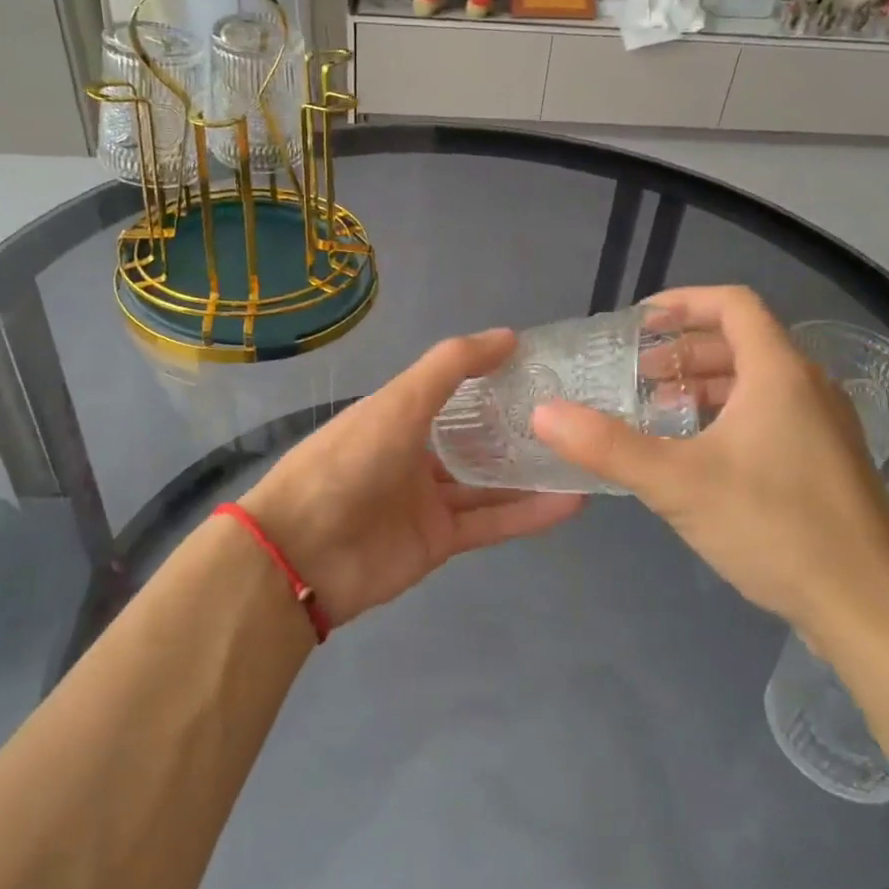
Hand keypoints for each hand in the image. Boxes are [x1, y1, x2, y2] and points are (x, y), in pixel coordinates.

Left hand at [241, 329, 583, 628]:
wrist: (303, 552)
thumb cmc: (349, 461)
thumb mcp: (399, 401)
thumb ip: (451, 366)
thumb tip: (509, 336)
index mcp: (399, 414)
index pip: (457, 390)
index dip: (496, 378)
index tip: (546, 369)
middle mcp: (415, 453)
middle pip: (477, 438)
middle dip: (521, 429)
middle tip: (577, 417)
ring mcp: (427, 500)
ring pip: (490, 483)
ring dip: (534, 473)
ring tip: (585, 458)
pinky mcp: (440, 541)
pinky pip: (491, 522)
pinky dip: (529, 514)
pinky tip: (572, 502)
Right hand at [531, 286, 888, 641]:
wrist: (872, 608)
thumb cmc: (774, 527)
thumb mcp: (677, 483)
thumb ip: (607, 445)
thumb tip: (544, 413)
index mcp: (779, 373)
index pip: (732, 305)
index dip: (683, 302)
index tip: (638, 323)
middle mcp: (808, 387)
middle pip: (742, 343)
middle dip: (683, 351)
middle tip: (636, 375)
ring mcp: (824, 427)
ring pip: (756, 383)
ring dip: (704, 386)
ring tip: (658, 412)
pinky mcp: (827, 464)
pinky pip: (771, 416)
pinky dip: (728, 417)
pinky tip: (699, 456)